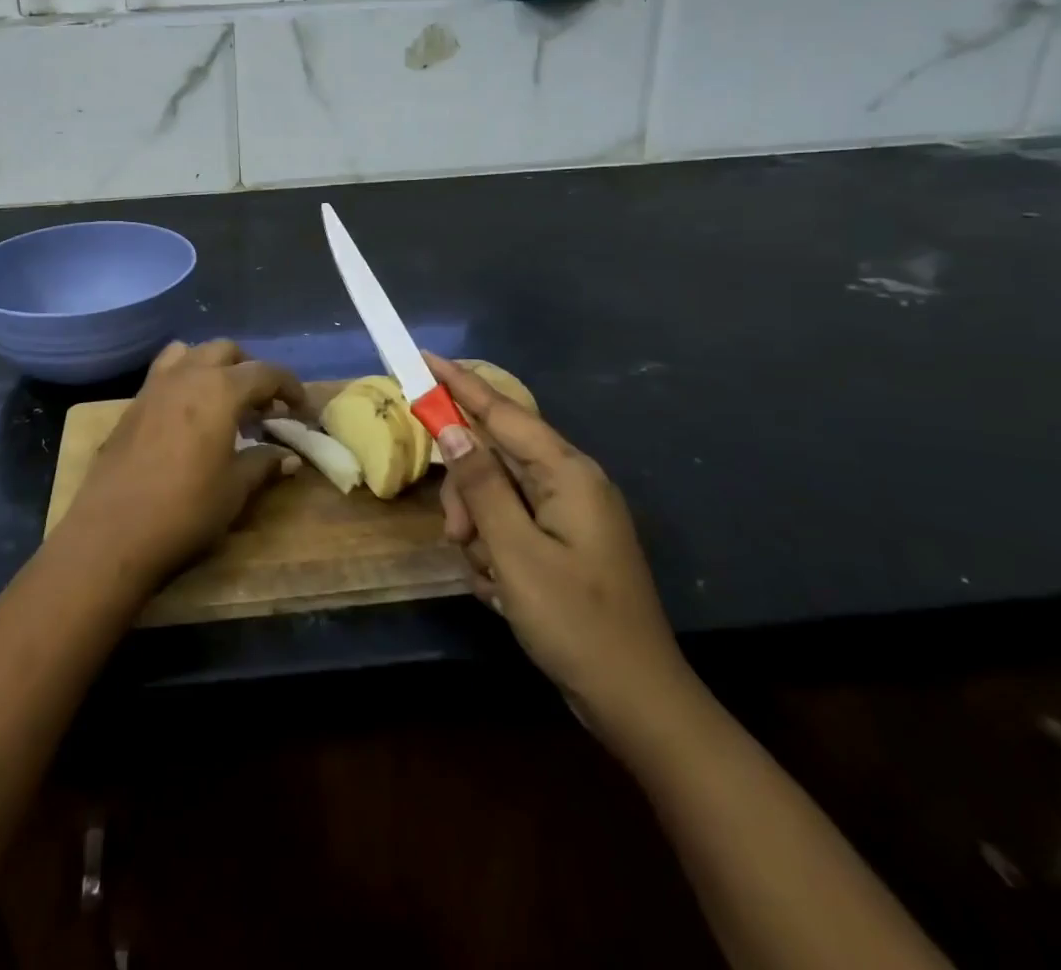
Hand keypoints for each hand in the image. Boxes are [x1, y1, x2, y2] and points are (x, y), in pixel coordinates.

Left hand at [57, 340, 304, 591]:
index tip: (301, 409)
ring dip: (213, 366)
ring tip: (223, 400)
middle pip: (225, 351)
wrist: (113, 532)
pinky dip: (185, 379)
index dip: (289, 387)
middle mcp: (187, 375)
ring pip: (190, 353)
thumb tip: (289, 457)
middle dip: (250, 370)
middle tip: (262, 405)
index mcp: (220, 390)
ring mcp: (154, 386)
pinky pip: (165, 373)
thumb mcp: (235, 489)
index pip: (265, 372)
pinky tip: (189, 416)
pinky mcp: (132, 404)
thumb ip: (264, 464)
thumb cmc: (185, 510)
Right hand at [427, 353, 696, 746]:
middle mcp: (570, 484)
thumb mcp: (515, 552)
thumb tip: (452, 428)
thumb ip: (481, 485)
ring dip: (479, 532)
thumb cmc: (576, 622)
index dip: (460, 384)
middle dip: (467, 496)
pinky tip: (502, 592)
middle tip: (457, 537)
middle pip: (494, 459)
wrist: (636, 703)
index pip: (503, 412)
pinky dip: (495, 553)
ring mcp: (568, 516)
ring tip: (488, 578)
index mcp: (568, 474)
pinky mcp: (563, 544)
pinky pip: (510, 527)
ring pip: (496, 497)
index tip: (424, 358)